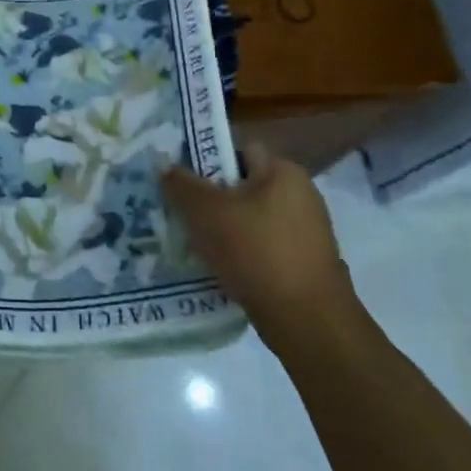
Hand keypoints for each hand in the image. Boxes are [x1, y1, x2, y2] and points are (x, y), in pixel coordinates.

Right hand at [161, 145, 358, 354]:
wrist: (307, 321)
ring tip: (194, 242)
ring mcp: (307, 231)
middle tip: (180, 212)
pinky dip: (242, 253)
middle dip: (212, 198)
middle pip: (243, 185)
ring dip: (225, 228)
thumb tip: (164, 163)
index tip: (180, 180)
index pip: (238, 150)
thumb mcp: (205, 212)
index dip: (206, 159)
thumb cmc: (256, 252)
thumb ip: (180, 184)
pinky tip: (220, 268)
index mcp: (284, 171)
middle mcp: (301, 194)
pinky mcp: (306, 262)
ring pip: (252, 218)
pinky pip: (263, 246)